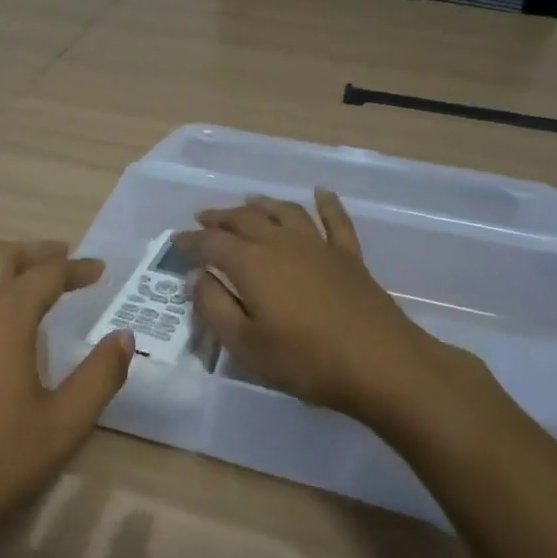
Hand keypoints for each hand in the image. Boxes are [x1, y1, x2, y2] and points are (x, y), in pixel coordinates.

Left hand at [0, 240, 132, 557]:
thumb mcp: (64, 423)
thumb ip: (100, 375)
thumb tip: (124, 337)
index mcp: (5, 315)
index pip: (46, 273)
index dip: (77, 268)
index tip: (99, 270)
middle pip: (1, 256)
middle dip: (35, 252)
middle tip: (63, 259)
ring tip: (21, 279)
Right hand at [174, 189, 507, 441]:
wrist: (381, 365)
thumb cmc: (305, 361)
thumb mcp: (245, 345)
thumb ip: (214, 307)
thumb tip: (197, 277)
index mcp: (251, 264)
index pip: (211, 243)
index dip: (190, 241)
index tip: (175, 241)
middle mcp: (281, 243)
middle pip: (244, 219)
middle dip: (220, 217)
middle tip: (203, 218)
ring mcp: (318, 246)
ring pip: (284, 212)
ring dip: (261, 204)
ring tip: (247, 202)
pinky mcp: (349, 256)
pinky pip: (335, 220)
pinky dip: (326, 203)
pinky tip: (320, 192)